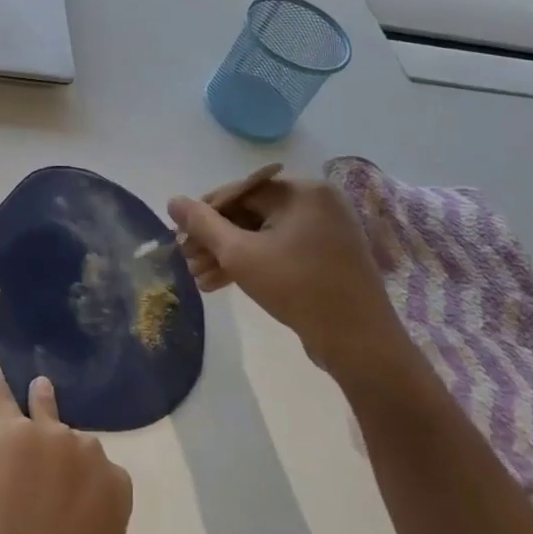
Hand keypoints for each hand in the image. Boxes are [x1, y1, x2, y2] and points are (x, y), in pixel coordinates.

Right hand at [167, 165, 408, 382]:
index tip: (181, 237)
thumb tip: (173, 201)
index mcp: (301, 191)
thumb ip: (203, 225)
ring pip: (264, 235)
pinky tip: (222, 283)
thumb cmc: (297, 288)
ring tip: (199, 279)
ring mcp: (326, 230)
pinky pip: (282, 249)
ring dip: (230, 255)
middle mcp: (317, 203)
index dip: (205, 213)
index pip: (239, 192)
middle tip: (187, 262)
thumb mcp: (240, 254)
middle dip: (216, 240)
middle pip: (251, 213)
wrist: (359, 342)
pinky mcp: (329, 256)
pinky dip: (254, 263)